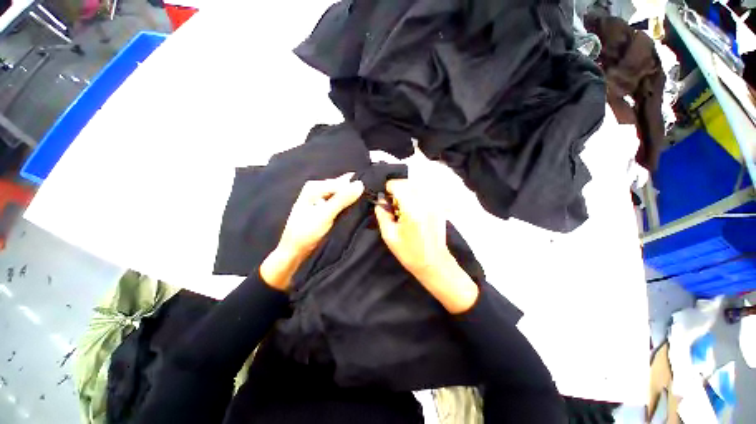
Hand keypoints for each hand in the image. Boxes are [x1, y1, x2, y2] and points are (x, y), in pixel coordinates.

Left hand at [261, 173, 363, 289]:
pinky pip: (339, 202)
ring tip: (364, 205)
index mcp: (315, 187)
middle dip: (354, 193)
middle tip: (368, 201)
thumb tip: (360, 184)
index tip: (369, 196)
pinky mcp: (324, 207)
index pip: (342, 182)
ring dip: (352, 200)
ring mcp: (320, 198)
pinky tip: (355, 209)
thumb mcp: (325, 215)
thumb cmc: (306, 233)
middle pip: (342, 187)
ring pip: (342, 195)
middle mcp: (317, 189)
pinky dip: (347, 205)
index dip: (355, 188)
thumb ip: (342, 199)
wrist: (294, 251)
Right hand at [374, 179, 477, 312]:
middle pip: (408, 183)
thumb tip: (380, 201)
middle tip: (392, 203)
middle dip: (397, 189)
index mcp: (412, 210)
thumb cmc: (410, 253)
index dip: (388, 188)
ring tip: (402, 206)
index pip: (398, 185)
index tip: (385, 196)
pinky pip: (424, 193)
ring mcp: (434, 203)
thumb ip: (382, 215)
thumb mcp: (389, 236)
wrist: (434, 263)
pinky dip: (415, 195)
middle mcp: (425, 202)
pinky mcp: (439, 207)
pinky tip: (412, 208)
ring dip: (406, 191)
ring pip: (416, 186)